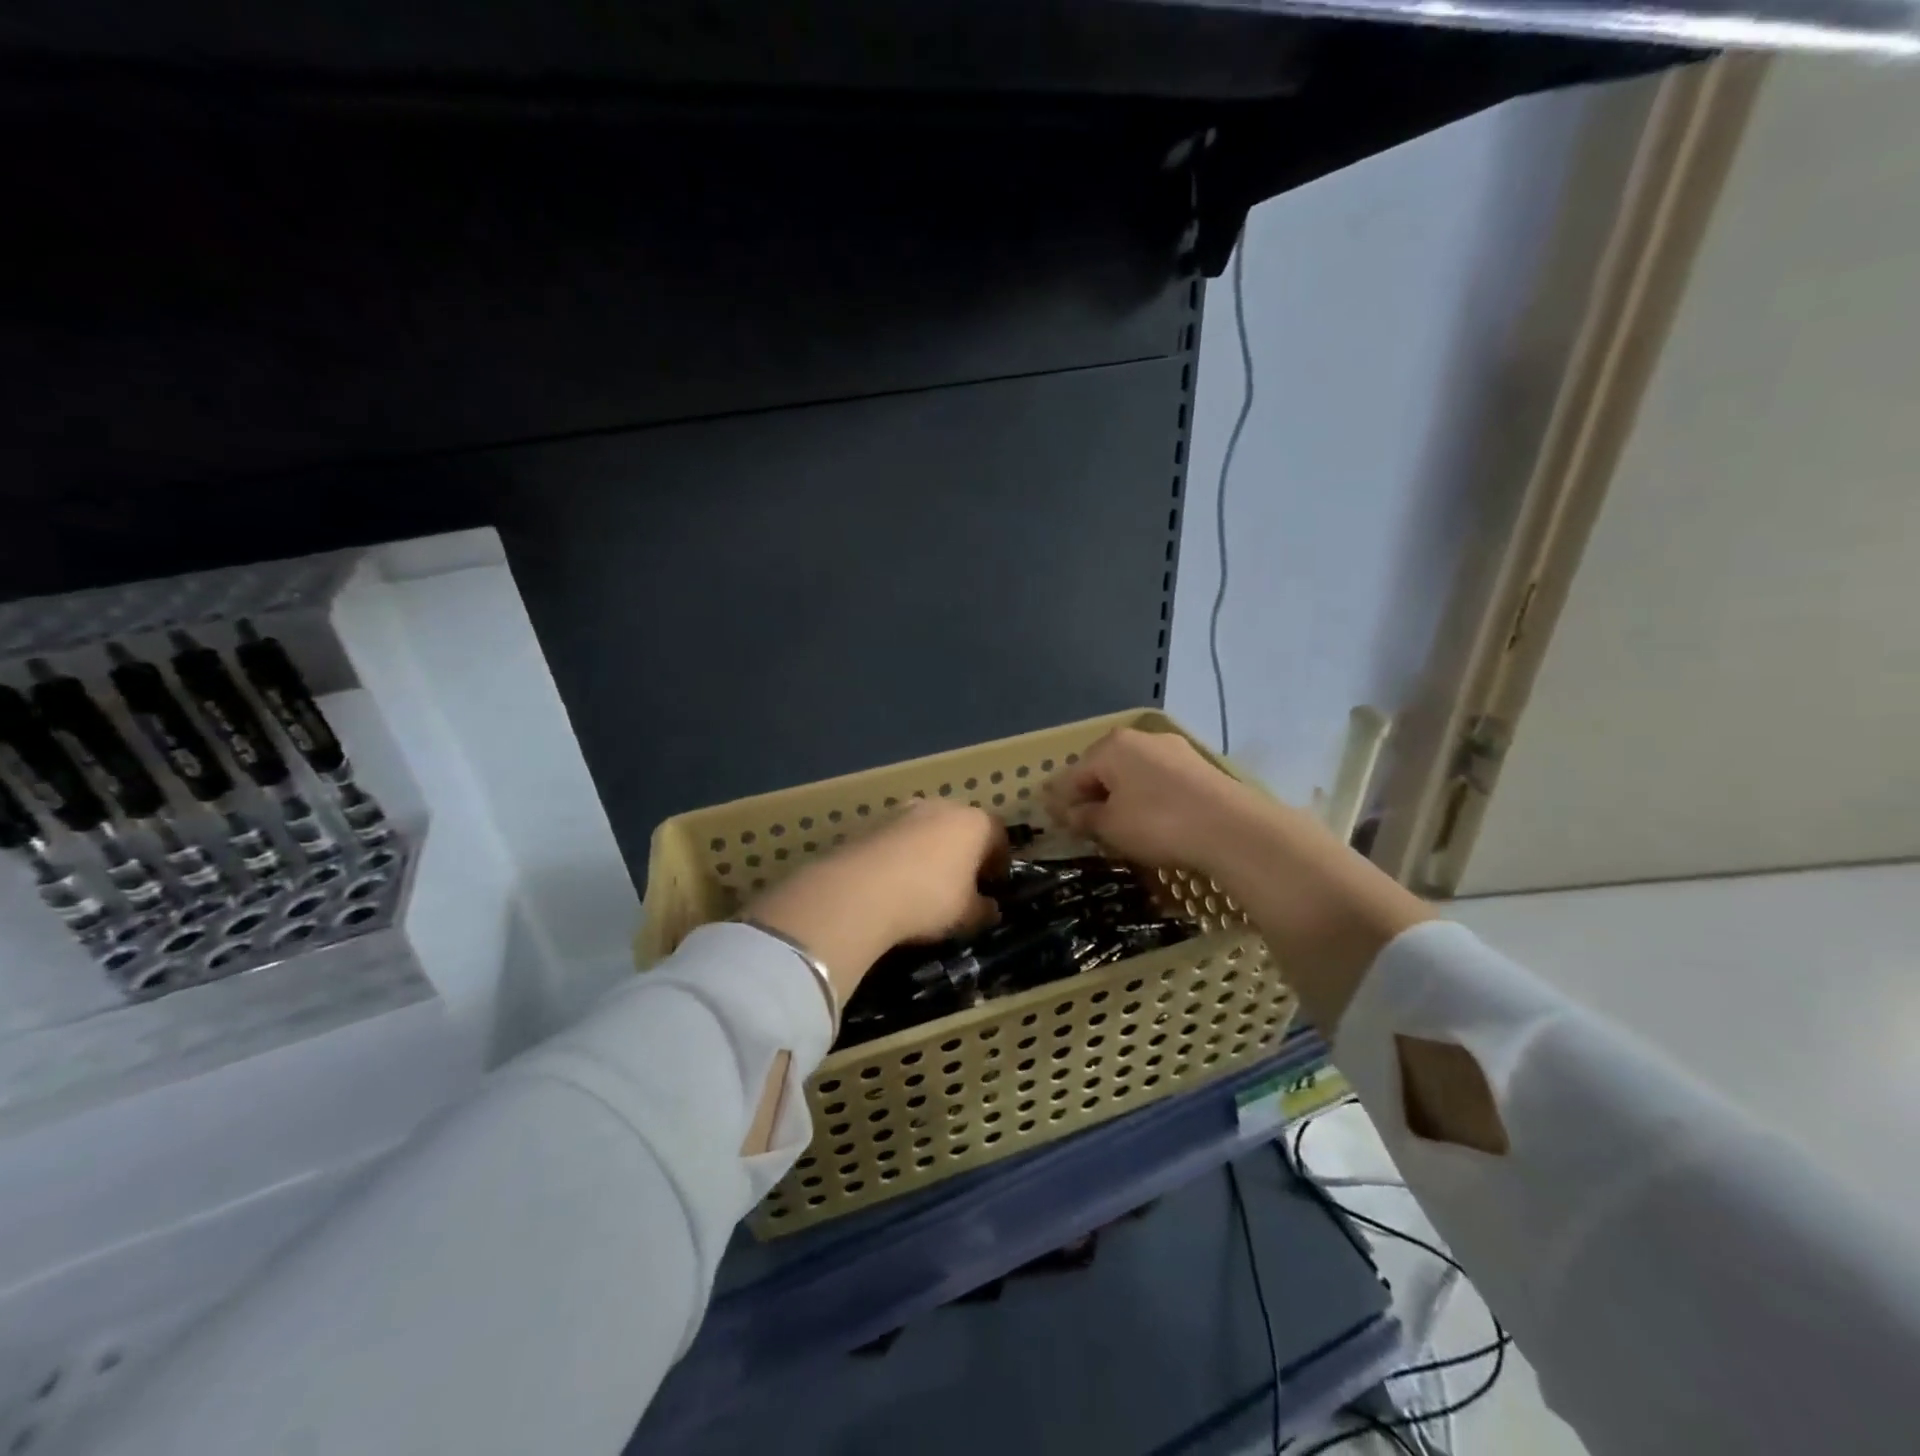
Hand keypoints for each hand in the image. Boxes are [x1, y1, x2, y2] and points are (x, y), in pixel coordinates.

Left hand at [746, 801, 1005, 996]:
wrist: (859, 890)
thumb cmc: (929, 898)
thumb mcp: (967, 916)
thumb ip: (984, 910)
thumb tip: (991, 908)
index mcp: (975, 822)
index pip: (999, 835)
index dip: (999, 861)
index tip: (993, 885)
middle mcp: (942, 806)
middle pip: (962, 826)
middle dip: (964, 852)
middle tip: (960, 883)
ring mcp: (904, 810)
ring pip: (928, 829)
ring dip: (930, 850)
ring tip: (923, 883)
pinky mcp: (872, 821)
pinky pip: (898, 838)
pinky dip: (901, 854)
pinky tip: (894, 881)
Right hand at [1042, 727, 1272, 874]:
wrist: (1233, 829)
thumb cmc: (1159, 823)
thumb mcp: (1111, 826)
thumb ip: (1084, 817)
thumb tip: (1069, 813)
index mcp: (1112, 746)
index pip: (1073, 774)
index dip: (1060, 800)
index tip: (1052, 821)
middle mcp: (1141, 738)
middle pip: (1104, 768)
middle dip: (1091, 794)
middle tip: (1082, 823)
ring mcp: (1173, 749)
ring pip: (1133, 773)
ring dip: (1120, 796)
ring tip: (1115, 824)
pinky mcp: (1198, 766)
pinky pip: (1158, 780)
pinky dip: (1146, 796)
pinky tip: (1149, 818)